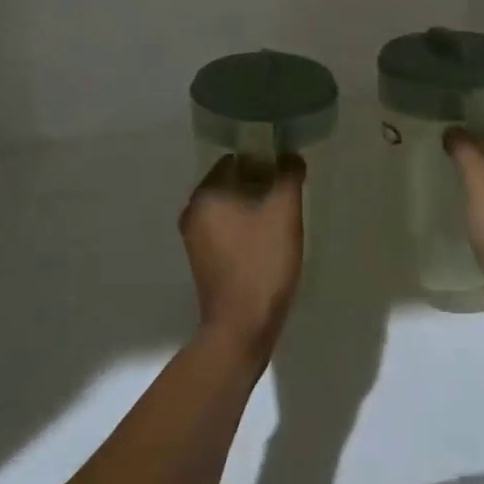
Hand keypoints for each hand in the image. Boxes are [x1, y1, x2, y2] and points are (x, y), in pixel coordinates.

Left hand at [179, 154, 305, 362]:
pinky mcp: (204, 261)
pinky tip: (268, 242)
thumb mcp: (284, 213)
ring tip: (282, 219)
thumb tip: (290, 156)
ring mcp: (195, 239)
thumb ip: (288, 176)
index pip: (235, 160)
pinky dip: (246, 228)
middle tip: (288, 196)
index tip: (286, 174)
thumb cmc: (262, 263)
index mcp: (205, 195)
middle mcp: (193, 212)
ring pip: (230, 208)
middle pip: (231, 183)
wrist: (242, 327)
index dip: (263, 161)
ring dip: (254, 208)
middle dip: (260, 185)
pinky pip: (227, 231)